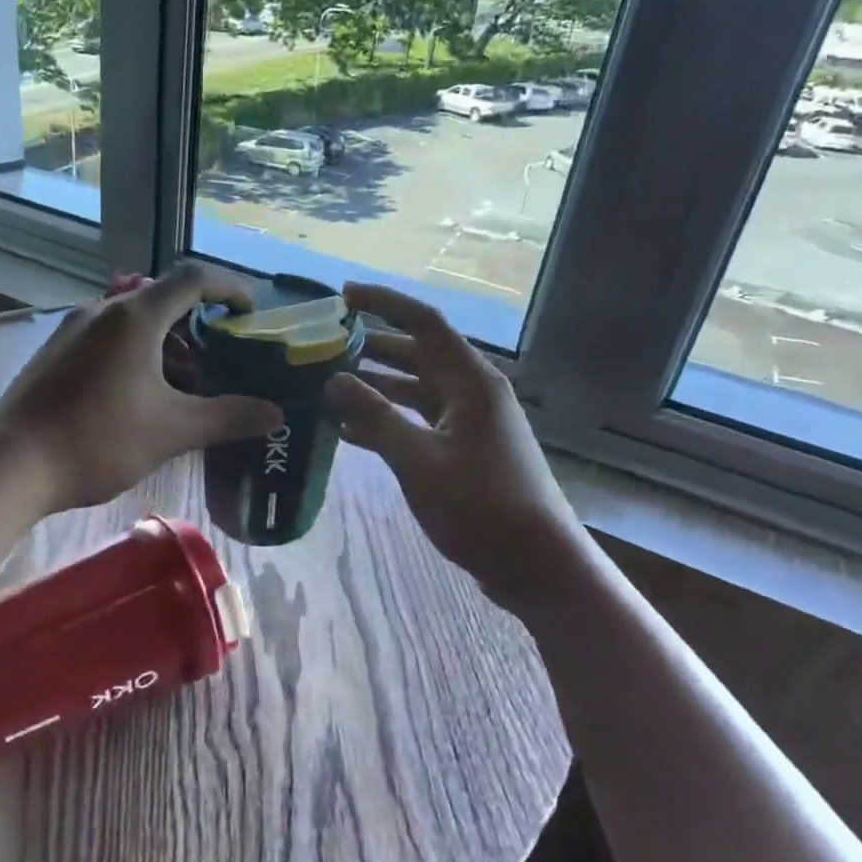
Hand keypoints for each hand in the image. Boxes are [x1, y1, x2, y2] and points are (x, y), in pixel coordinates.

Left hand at [0, 263, 284, 513]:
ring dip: (165, 345)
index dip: (229, 287)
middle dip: (197, 326)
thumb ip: (228, 417)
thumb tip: (275, 413)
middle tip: (219, 362)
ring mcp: (71, 330)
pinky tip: (138, 398)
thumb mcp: (173, 430)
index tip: (250, 312)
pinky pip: (106, 339)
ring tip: (182, 388)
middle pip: (162, 299)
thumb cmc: (98, 440)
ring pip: (132, 322)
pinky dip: (135, 355)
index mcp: (135, 316)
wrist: (10, 466)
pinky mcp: (54, 353)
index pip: (193, 277)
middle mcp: (101, 310)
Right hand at [324, 283, 580, 600]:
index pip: (423, 321)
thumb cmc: (481, 506)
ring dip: (376, 386)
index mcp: (470, 381)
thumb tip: (333, 380)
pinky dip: (387, 420)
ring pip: (415, 389)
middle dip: (371, 346)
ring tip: (328, 386)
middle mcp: (472, 391)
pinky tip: (350, 433)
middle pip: (417, 353)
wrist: (537, 566)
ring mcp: (470, 422)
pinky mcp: (465, 450)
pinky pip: (419, 420)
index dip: (383, 302)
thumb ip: (374, 417)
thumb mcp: (419, 460)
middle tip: (324, 345)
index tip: (342, 296)